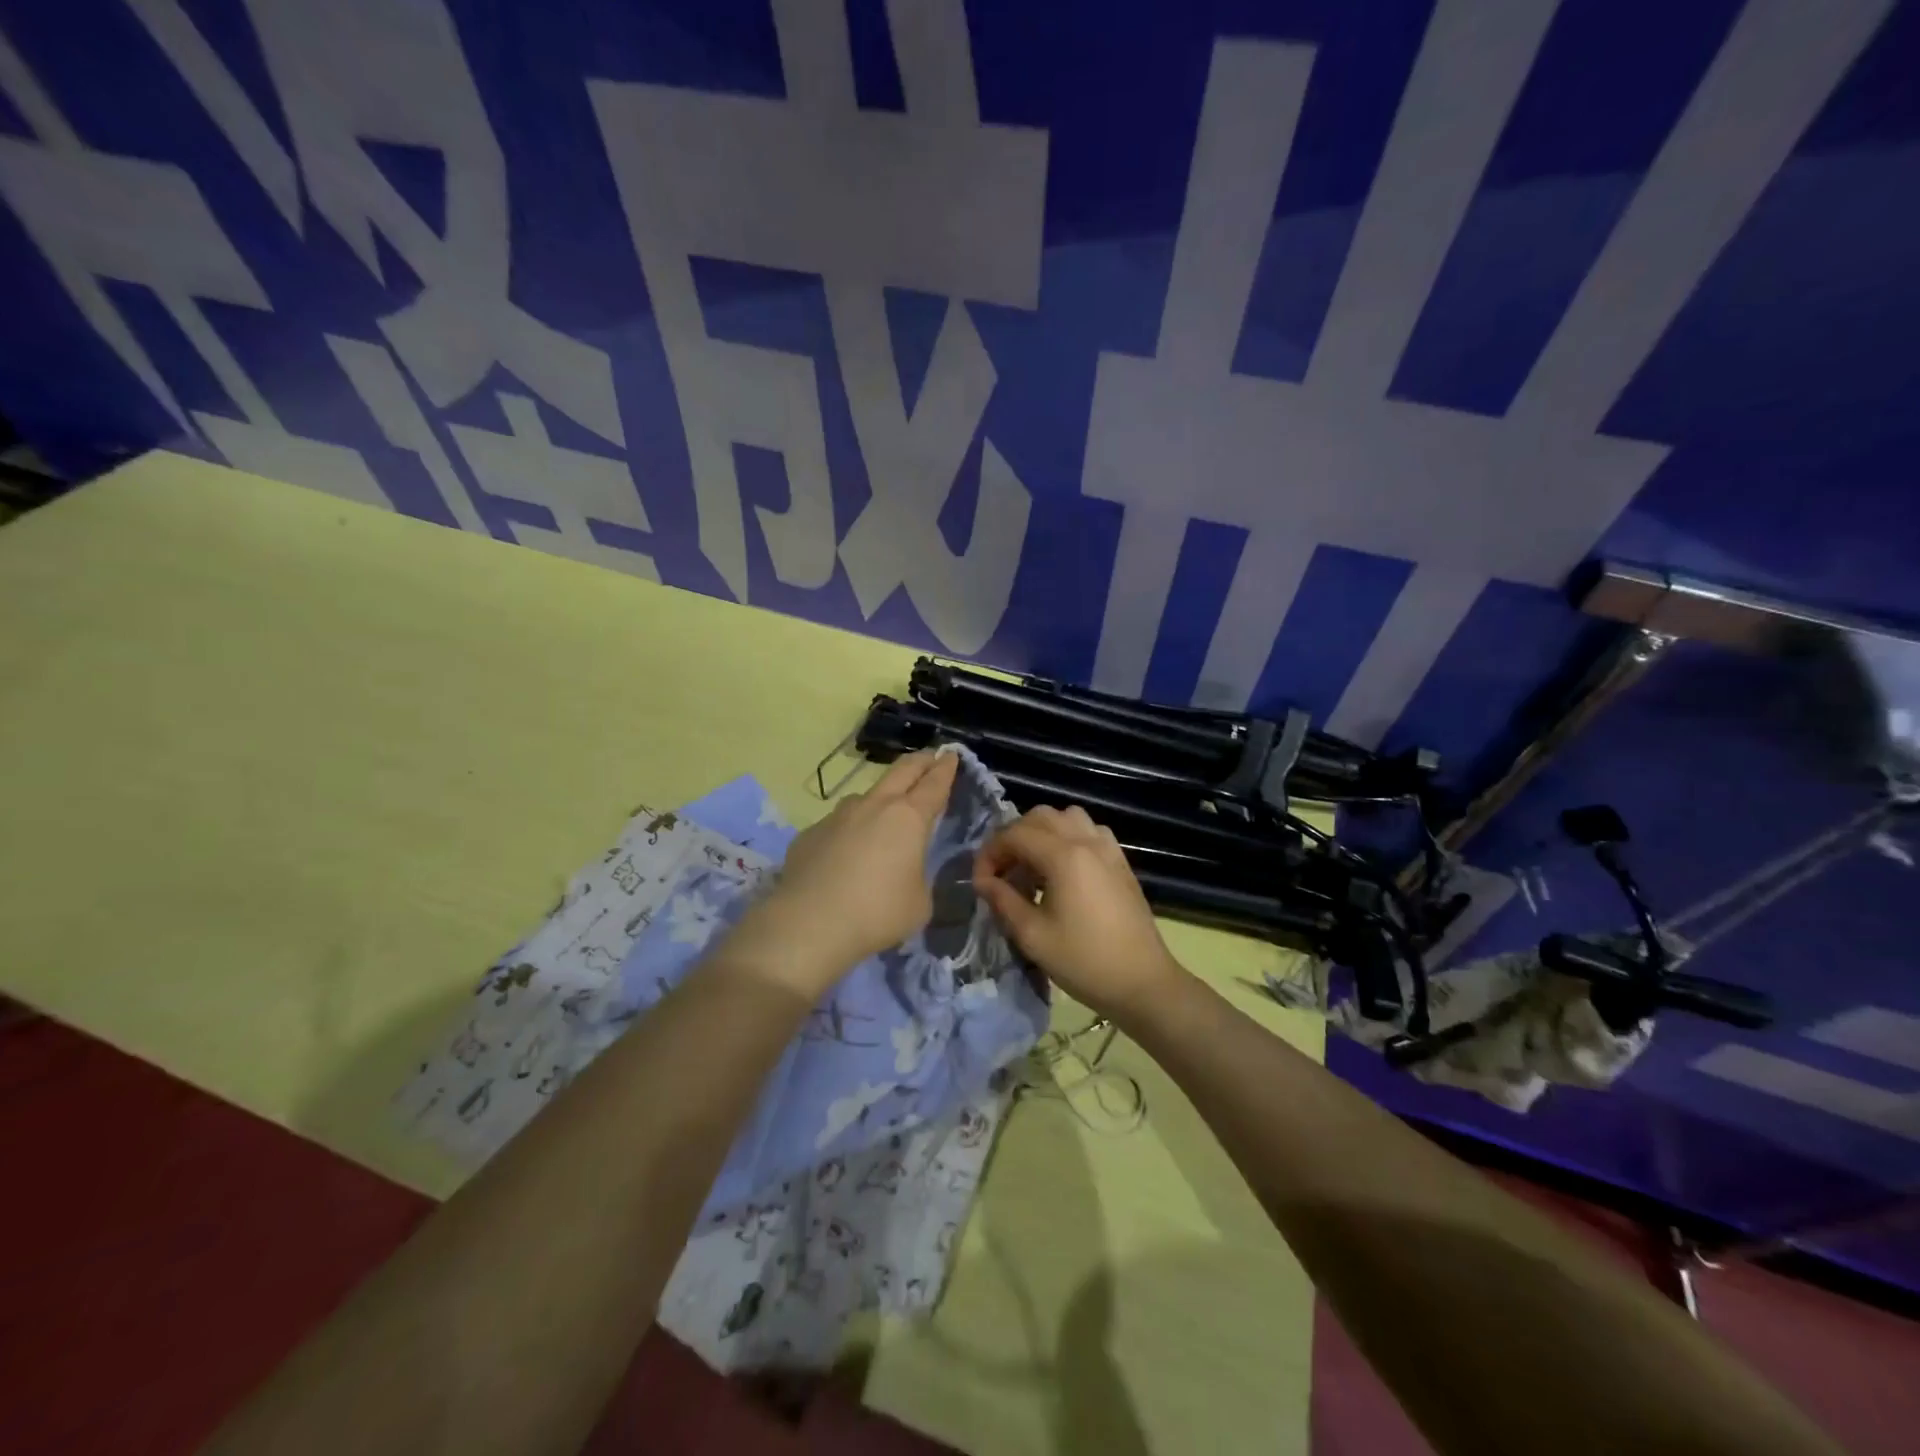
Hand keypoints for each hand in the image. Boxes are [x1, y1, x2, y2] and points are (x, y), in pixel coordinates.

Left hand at [718, 751, 957, 997]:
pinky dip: (850, 830)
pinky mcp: (810, 833)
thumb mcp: (919, 902)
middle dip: (920, 762)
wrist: (809, 924)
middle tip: (930, 758)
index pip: (934, 784)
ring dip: (882, 797)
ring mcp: (838, 816)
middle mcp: (873, 806)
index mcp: (908, 818)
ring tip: (885, 811)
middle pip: (901, 772)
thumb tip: (905, 870)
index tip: (951, 756)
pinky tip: (846, 852)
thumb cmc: (877, 912)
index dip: (946, 769)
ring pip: (866, 795)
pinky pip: (838, 824)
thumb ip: (918, 876)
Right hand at [973, 805, 1187, 1023]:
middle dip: (1013, 838)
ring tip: (1032, 866)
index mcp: (1064, 856)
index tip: (980, 883)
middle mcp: (1086, 841)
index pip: (1014, 834)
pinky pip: (1089, 830)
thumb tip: (982, 881)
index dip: (990, 854)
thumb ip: (1003, 900)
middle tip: (1002, 872)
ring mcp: (1108, 848)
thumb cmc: (1084, 962)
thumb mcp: (1033, 936)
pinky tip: (1063, 869)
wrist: (1142, 982)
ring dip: (1041, 832)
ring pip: (1066, 817)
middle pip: (1039, 816)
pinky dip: (1068, 837)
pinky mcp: (1120, 860)